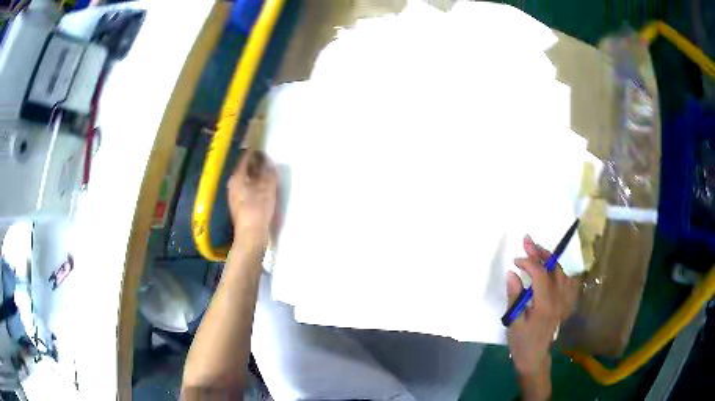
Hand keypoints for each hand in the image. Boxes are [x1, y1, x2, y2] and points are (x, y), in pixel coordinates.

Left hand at [227, 150, 277, 250]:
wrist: (251, 236)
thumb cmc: (258, 209)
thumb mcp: (267, 188)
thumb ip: (268, 173)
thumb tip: (269, 163)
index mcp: (237, 178)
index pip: (245, 159)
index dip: (255, 153)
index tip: (264, 149)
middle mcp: (233, 185)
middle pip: (244, 170)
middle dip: (255, 165)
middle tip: (268, 161)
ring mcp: (234, 197)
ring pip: (245, 180)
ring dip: (256, 176)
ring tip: (268, 174)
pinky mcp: (239, 206)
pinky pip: (247, 190)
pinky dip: (255, 186)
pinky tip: (263, 189)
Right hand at [506, 235, 578, 399]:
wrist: (535, 357)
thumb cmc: (521, 342)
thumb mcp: (513, 321)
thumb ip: (515, 296)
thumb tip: (512, 273)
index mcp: (545, 305)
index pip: (540, 275)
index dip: (528, 263)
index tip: (516, 261)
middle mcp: (559, 300)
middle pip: (554, 269)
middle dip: (540, 252)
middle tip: (527, 240)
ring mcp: (565, 301)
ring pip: (562, 272)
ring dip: (550, 260)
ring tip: (538, 251)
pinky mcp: (566, 303)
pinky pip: (569, 281)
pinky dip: (560, 271)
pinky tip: (553, 270)